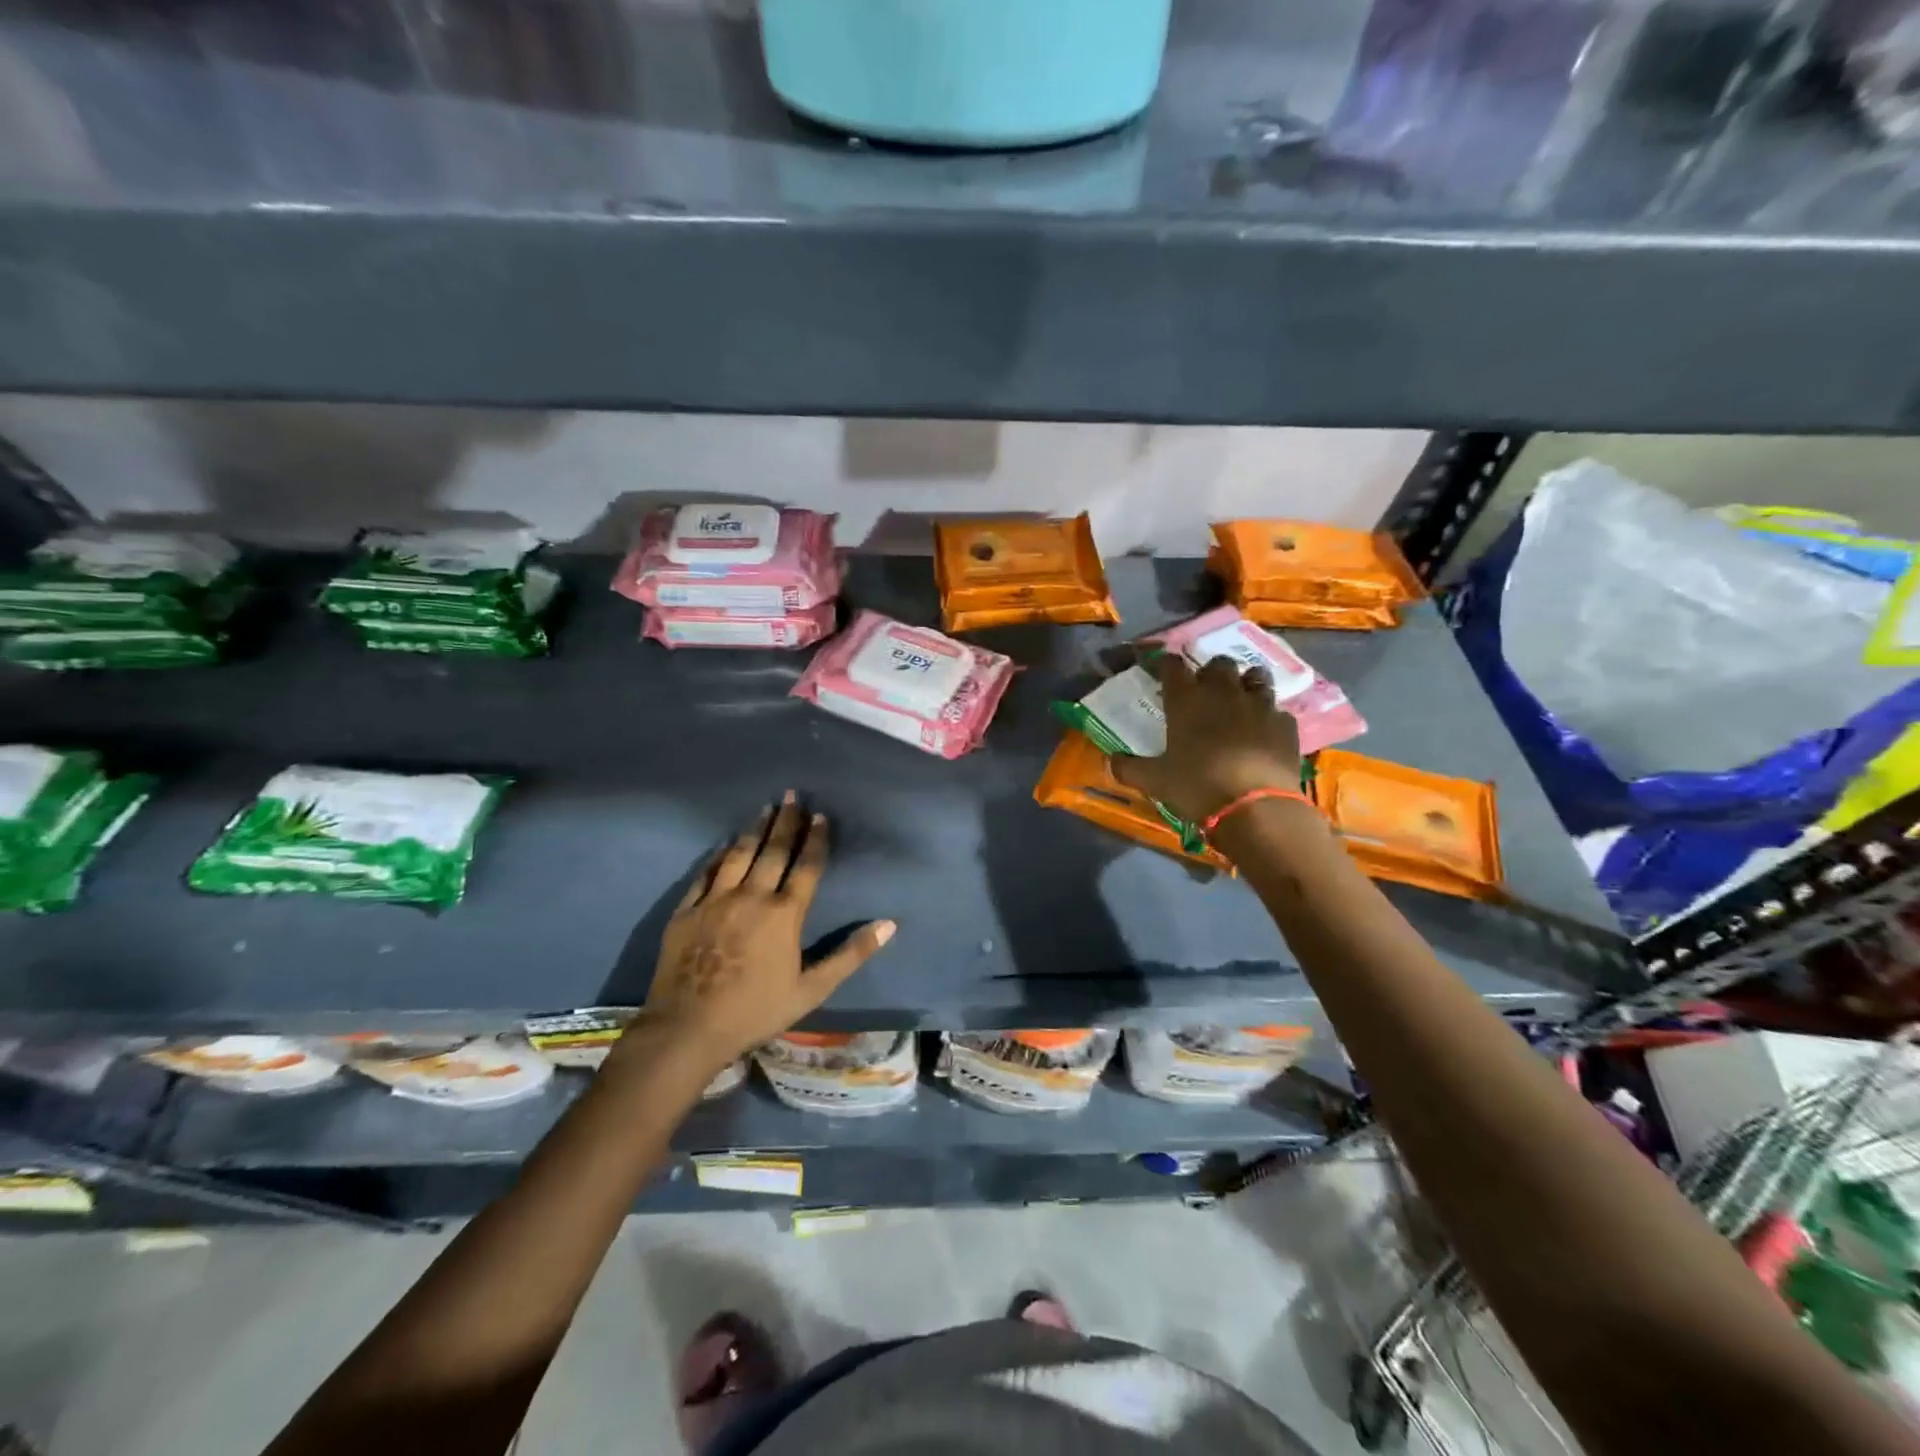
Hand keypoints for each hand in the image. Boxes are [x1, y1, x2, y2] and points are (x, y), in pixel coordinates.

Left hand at [640, 795, 894, 1068]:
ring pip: (739, 855)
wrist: (687, 1028)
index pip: (806, 866)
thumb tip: (889, 925)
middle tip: (792, 796)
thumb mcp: (812, 989)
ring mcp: (716, 900)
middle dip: (786, 822)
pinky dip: (719, 855)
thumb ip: (850, 954)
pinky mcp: (687, 910)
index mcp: (784, 914)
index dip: (815, 839)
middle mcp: (752, 896)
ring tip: (765, 808)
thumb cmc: (756, 1010)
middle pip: (773, 851)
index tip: (820, 815)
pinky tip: (725, 844)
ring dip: (755, 830)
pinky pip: (706, 872)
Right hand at [1110, 655, 1301, 821]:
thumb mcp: (1154, 781)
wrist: (1256, 807)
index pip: (1173, 667)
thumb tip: (1110, 761)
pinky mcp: (1286, 725)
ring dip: (1246, 683)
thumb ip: (1129, 768)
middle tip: (1206, 688)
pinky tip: (1264, 731)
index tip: (1164, 670)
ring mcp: (1259, 705)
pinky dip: (1269, 716)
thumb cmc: (1197, 787)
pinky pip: (1277, 710)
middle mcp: (1223, 692)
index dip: (1167, 665)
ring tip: (1241, 698)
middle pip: (1219, 664)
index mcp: (1186, 700)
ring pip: (1255, 676)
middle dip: (1211, 671)